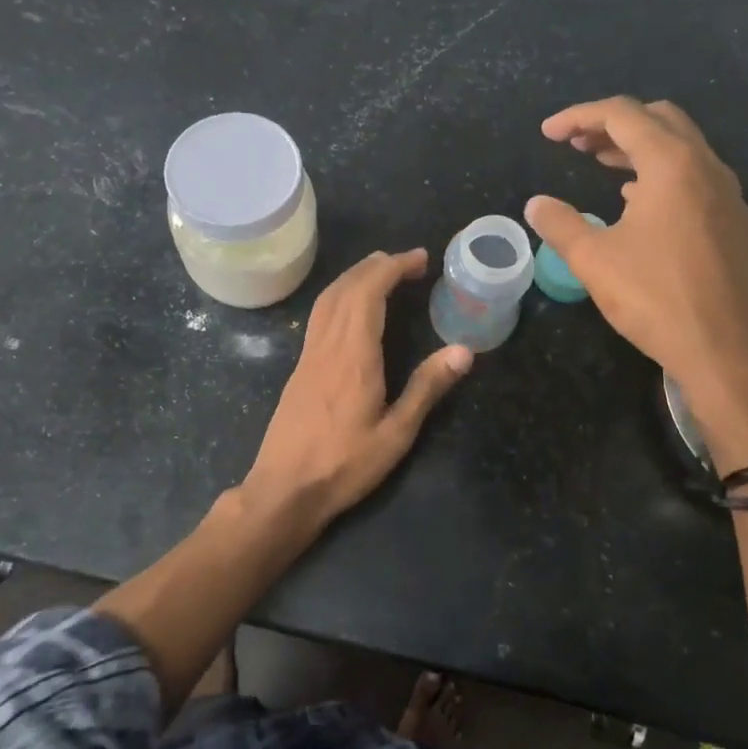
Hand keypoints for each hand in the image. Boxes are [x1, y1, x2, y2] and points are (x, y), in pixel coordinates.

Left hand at [241, 249, 471, 531]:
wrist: (284, 490)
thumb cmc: (344, 466)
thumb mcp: (396, 434)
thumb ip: (427, 388)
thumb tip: (463, 350)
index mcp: (353, 356)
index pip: (369, 292)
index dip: (394, 268)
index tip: (420, 258)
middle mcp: (327, 346)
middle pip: (346, 288)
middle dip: (376, 266)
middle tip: (407, 261)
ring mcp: (308, 356)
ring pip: (327, 299)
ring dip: (354, 277)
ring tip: (382, 272)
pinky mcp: (299, 369)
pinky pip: (319, 316)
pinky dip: (340, 296)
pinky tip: (352, 308)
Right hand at [525, 97, 747, 464]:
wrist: (731, 354)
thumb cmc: (657, 300)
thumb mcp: (594, 261)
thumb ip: (561, 224)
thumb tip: (536, 204)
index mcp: (672, 164)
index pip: (622, 115)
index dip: (579, 116)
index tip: (549, 134)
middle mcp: (707, 167)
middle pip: (659, 120)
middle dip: (613, 124)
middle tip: (576, 145)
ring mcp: (728, 195)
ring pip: (682, 148)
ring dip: (639, 148)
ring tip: (600, 165)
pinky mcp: (736, 223)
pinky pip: (696, 177)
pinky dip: (661, 174)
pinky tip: (638, 202)